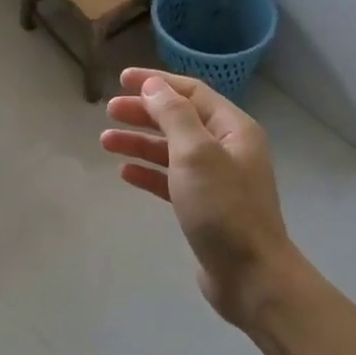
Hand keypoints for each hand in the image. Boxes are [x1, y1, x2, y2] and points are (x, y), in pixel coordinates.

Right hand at [103, 69, 302, 328]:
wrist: (250, 275)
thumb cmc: (223, 209)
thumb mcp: (196, 154)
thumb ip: (173, 115)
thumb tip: (153, 86)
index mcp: (233, 129)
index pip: (192, 93)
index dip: (157, 83)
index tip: (121, 79)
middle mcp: (227, 150)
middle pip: (180, 120)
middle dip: (144, 112)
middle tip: (109, 111)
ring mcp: (217, 180)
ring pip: (172, 151)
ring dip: (140, 142)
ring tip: (105, 141)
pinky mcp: (204, 208)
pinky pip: (171, 180)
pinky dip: (149, 173)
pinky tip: (125, 173)